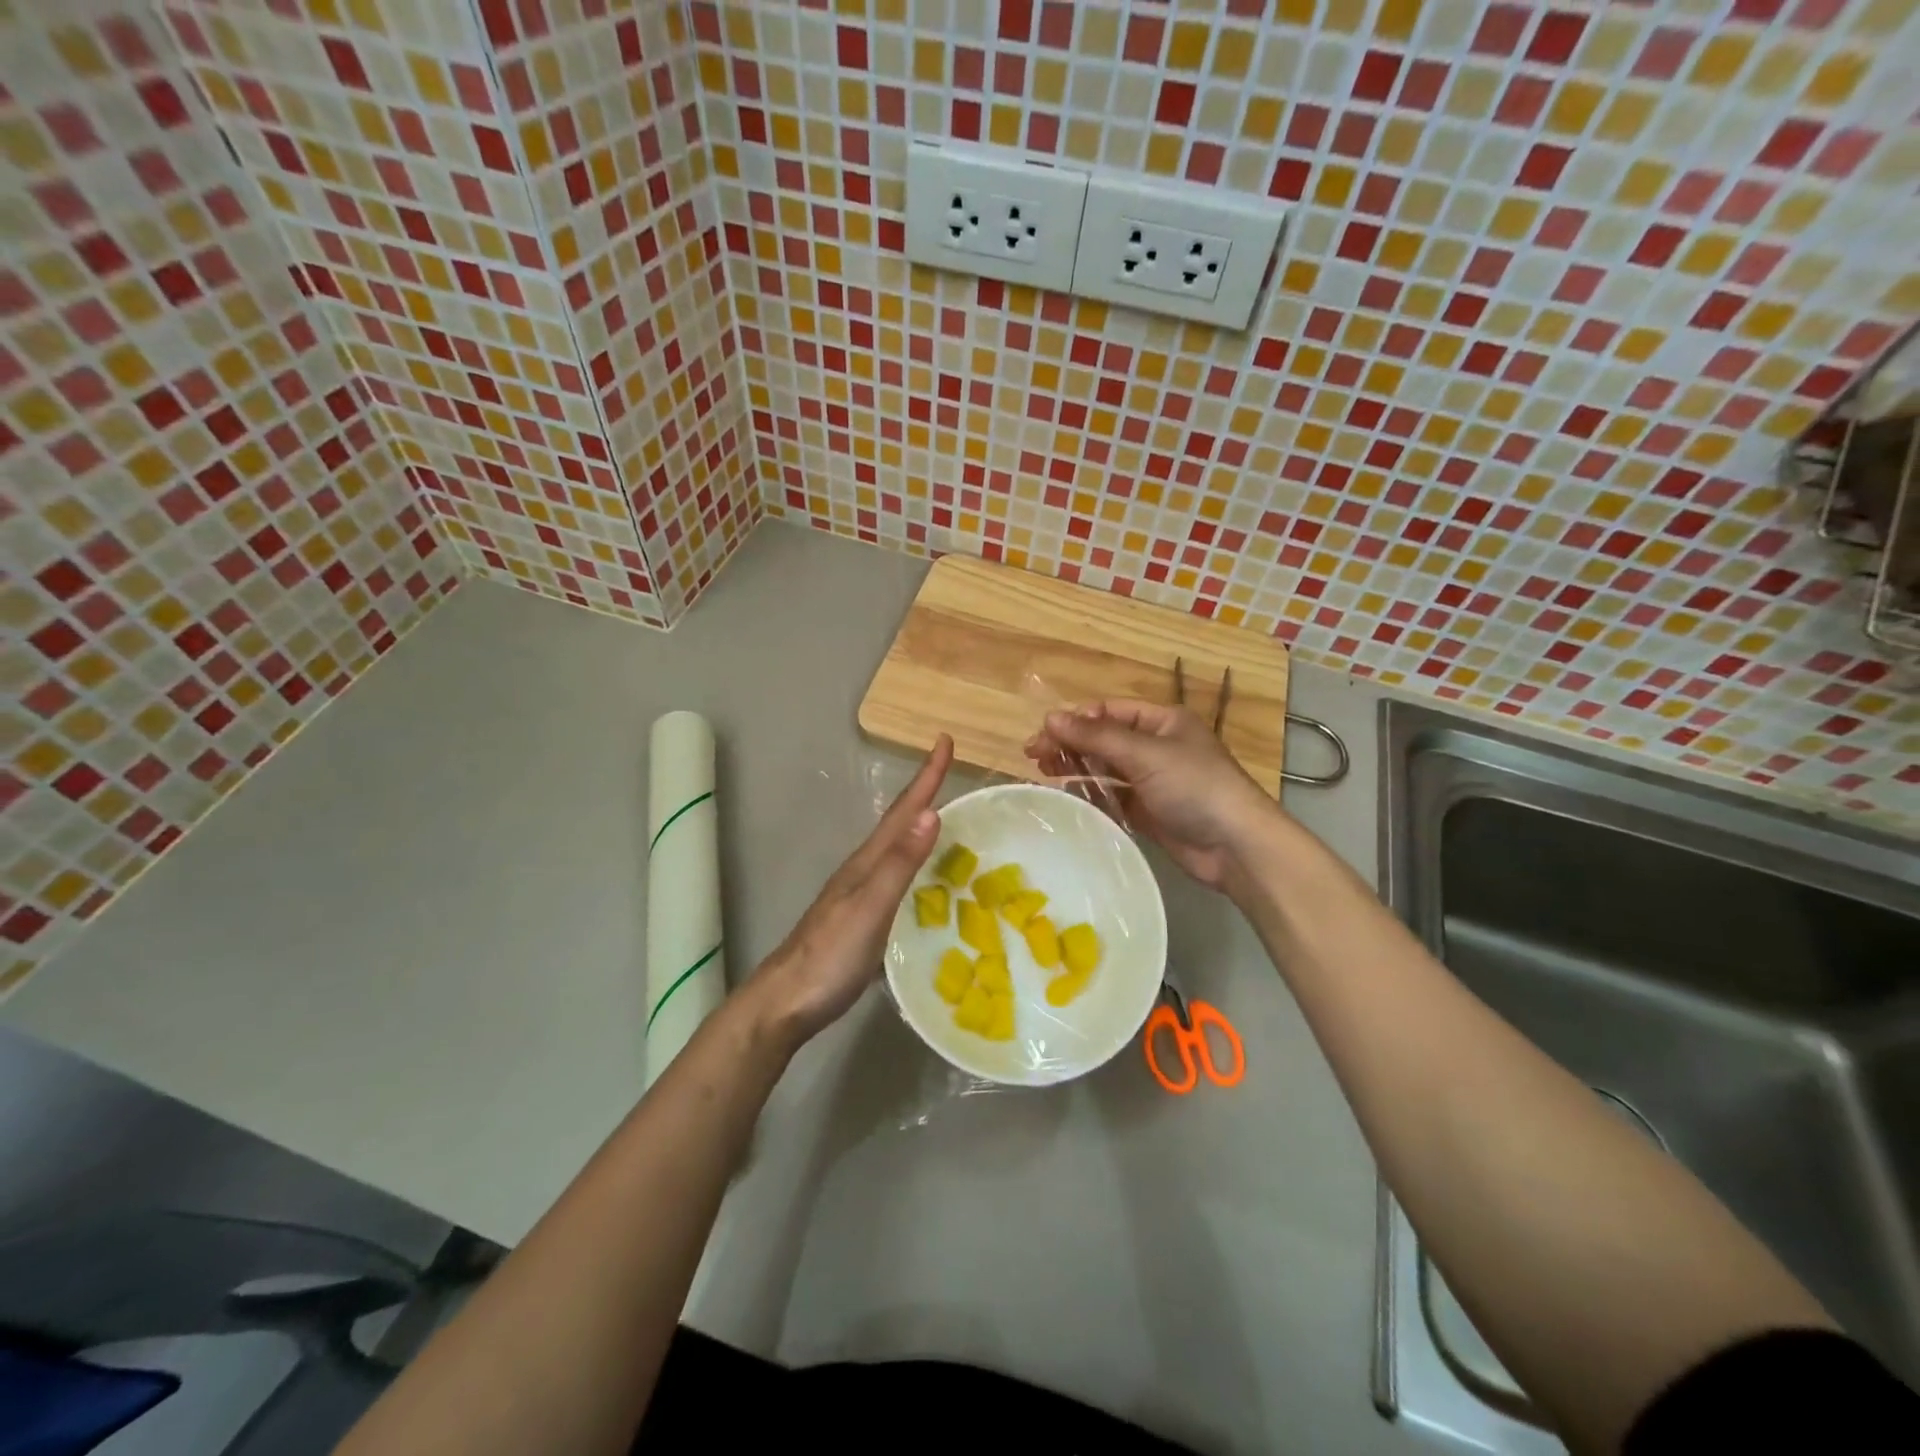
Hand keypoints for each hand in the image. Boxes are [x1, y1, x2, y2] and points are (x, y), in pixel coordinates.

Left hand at [748, 735, 952, 1044]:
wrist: (786, 1001)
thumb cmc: (830, 955)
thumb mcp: (871, 907)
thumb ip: (900, 864)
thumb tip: (931, 813)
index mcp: (868, 862)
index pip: (904, 811)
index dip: (926, 777)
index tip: (944, 740)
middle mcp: (864, 871)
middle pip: (900, 823)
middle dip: (925, 793)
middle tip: (950, 768)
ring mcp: (861, 896)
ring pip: (898, 851)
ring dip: (921, 828)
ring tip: (946, 818)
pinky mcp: (863, 921)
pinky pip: (900, 881)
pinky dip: (918, 868)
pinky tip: (929, 883)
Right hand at [1025, 701, 1280, 891]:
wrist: (1236, 846)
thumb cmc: (1195, 787)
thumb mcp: (1145, 754)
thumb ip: (1096, 737)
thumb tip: (1050, 717)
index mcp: (1162, 721)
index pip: (1109, 711)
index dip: (1075, 720)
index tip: (1044, 734)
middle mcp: (1156, 746)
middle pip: (1103, 739)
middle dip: (1070, 744)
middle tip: (1034, 756)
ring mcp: (1152, 781)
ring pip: (1105, 768)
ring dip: (1076, 768)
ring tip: (1044, 773)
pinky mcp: (1148, 811)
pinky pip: (1112, 797)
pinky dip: (1091, 794)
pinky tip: (1069, 796)